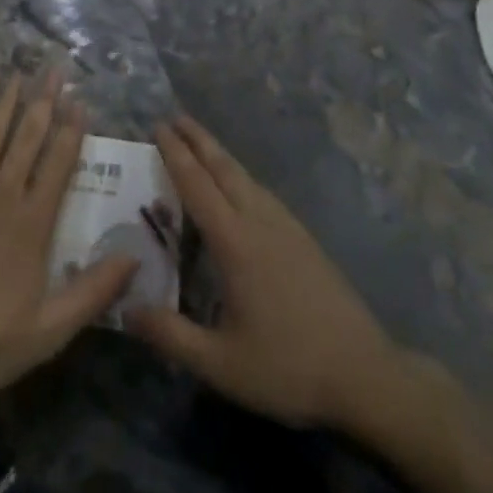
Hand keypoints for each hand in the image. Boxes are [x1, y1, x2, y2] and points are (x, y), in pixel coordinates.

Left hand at [0, 72, 137, 403]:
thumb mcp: (51, 329)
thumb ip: (93, 290)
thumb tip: (135, 255)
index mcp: (33, 222)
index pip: (58, 164)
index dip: (71, 130)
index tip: (80, 100)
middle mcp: (3, 195)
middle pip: (27, 139)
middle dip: (43, 102)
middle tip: (53, 70)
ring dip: (4, 104)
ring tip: (16, 75)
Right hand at [127, 116, 396, 429]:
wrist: (366, 375)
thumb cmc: (288, 367)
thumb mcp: (221, 364)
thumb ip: (171, 336)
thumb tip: (126, 310)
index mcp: (235, 242)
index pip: (197, 185)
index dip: (175, 154)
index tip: (157, 126)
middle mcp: (259, 221)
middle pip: (223, 167)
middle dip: (197, 139)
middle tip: (174, 117)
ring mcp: (286, 226)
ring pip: (245, 176)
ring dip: (219, 154)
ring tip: (201, 143)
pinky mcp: (304, 238)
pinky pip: (262, 191)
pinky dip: (240, 175)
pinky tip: (241, 187)